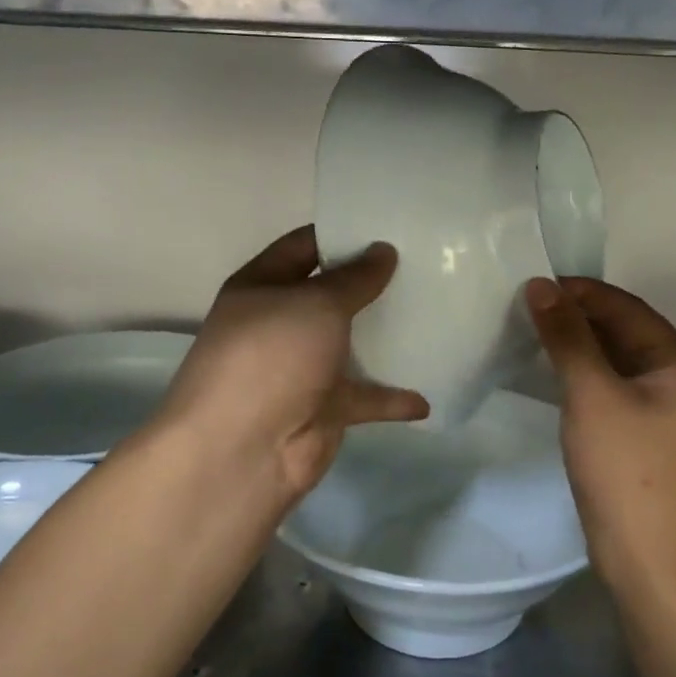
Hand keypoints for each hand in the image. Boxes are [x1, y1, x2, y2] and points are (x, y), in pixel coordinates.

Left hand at [157, 226, 428, 506]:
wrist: (243, 451)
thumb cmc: (272, 357)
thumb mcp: (316, 304)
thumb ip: (354, 278)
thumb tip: (383, 250)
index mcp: (262, 287)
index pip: (303, 246)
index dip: (341, 233)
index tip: (388, 225)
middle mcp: (279, 323)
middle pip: (330, 295)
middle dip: (370, 282)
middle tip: (422, 264)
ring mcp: (301, 368)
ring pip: (349, 345)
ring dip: (383, 336)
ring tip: (433, 314)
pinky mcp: (323, 408)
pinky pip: (365, 396)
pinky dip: (392, 398)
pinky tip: (426, 396)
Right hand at [525, 277, 675, 585]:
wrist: (645, 555)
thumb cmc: (624, 467)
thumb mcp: (591, 393)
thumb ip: (567, 336)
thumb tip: (540, 285)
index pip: (626, 307)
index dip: (579, 291)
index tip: (533, 284)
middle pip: (622, 329)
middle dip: (576, 315)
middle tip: (525, 305)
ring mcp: (662, 404)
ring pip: (614, 356)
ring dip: (576, 342)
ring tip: (530, 328)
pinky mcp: (642, 428)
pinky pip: (610, 382)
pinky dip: (581, 369)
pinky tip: (549, 366)